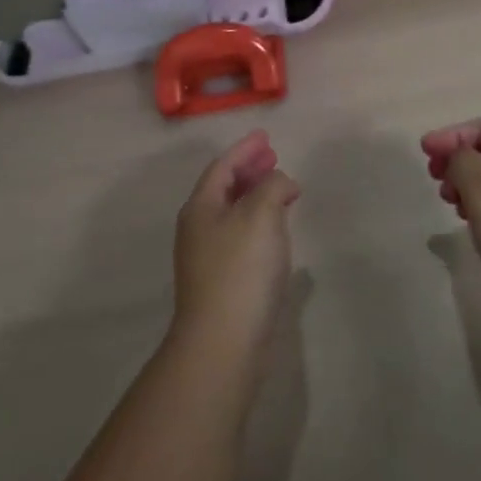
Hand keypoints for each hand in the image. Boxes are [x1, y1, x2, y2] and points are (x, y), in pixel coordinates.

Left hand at [172, 130, 300, 360]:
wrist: (223, 344)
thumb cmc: (241, 269)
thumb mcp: (261, 214)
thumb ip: (272, 185)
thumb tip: (280, 182)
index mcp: (201, 207)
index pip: (223, 166)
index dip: (245, 149)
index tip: (265, 136)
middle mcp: (199, 228)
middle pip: (225, 188)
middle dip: (249, 170)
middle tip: (274, 157)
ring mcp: (208, 258)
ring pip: (233, 213)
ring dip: (256, 195)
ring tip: (281, 188)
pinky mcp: (222, 282)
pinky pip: (241, 236)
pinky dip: (259, 222)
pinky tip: (278, 230)